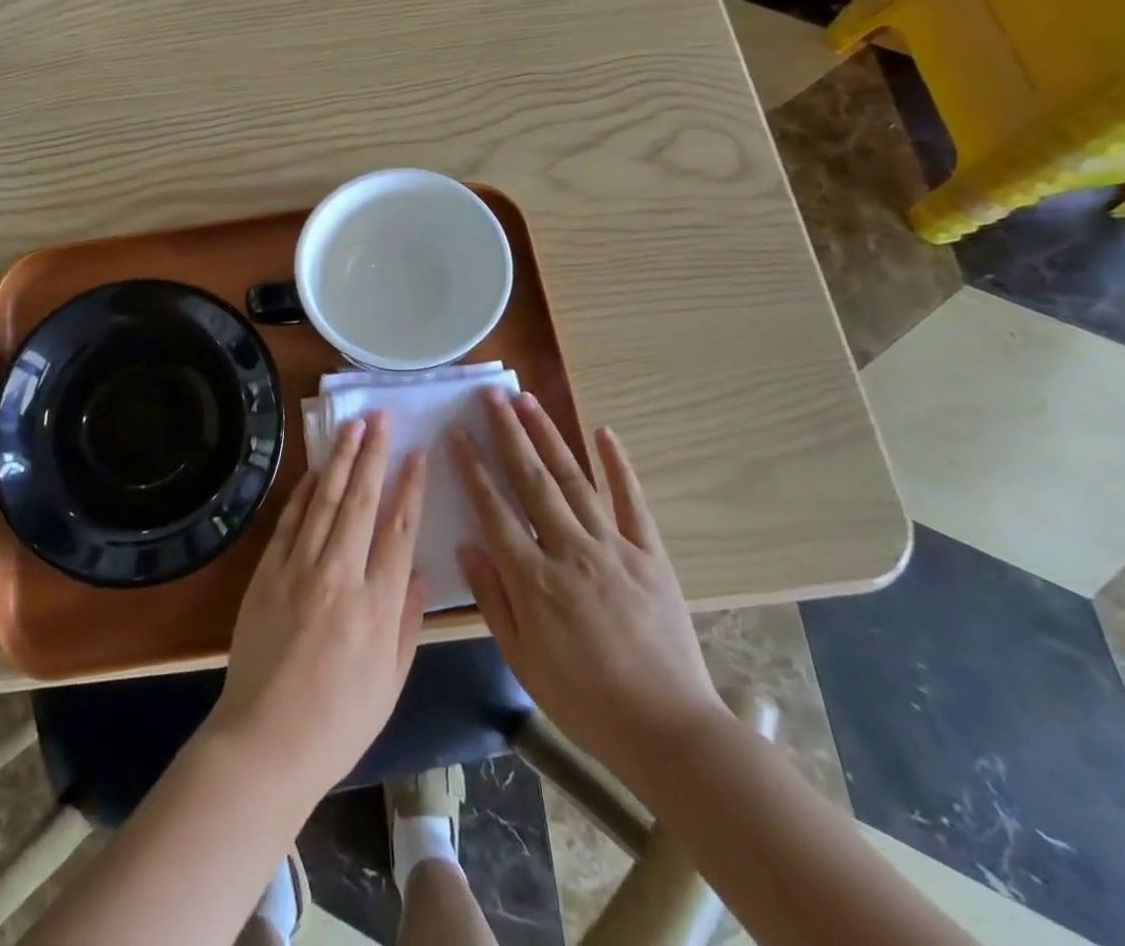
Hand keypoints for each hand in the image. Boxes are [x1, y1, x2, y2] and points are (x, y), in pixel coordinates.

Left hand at [205, 413, 427, 804]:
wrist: (265, 742)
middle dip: (373, 455)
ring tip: (351, 426)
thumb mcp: (391, 682)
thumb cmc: (338, 722)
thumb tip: (418, 572)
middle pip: (361, 501)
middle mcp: (341, 576)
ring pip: (324, 501)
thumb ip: (408, 622)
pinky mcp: (267, 572)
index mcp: (378, 606)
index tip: (417, 454)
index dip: (410, 487)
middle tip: (381, 418)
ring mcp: (299, 569)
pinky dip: (303, 491)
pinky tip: (314, 470)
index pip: (399, 529)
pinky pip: (289, 521)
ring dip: (339, 459)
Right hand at [454, 391, 726, 787]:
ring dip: (549, 436)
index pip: (493, 509)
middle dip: (508, 433)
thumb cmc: (584, 700)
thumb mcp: (522, 660)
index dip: (472, 467)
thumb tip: (467, 545)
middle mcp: (570, 550)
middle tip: (490, 395)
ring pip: (574, 479)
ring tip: (528, 400)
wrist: (668, 730)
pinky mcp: (649, 553)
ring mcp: (613, 546)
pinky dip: (618, 464)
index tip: (457, 432)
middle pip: (531, 480)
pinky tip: (604, 432)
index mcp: (534, 578)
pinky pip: (632, 500)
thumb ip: (493, 599)